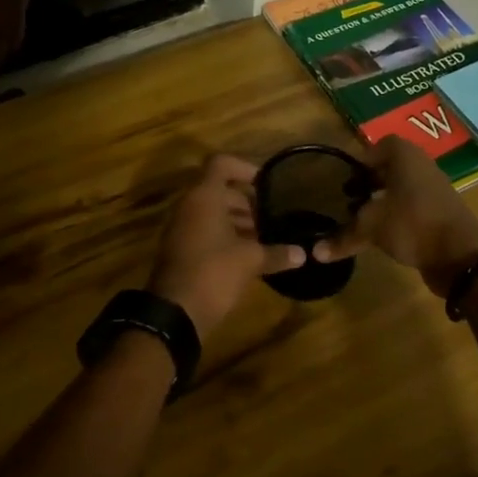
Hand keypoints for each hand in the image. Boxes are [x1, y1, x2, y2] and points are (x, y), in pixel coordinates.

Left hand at [148, 155, 306, 336]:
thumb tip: (303, 254)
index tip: (266, 184)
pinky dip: (225, 235)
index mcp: (204, 197)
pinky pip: (205, 230)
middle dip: (246, 201)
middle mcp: (189, 206)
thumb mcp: (250, 261)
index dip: (245, 167)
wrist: (174, 313)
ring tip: (264, 237)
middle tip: (271, 217)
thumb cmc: (213, 273)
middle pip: (219, 190)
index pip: (221, 163)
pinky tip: (248, 255)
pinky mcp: (180, 249)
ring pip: (212, 212)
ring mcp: (181, 228)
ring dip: (237, 220)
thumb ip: (276, 253)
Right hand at [313, 136, 477, 295]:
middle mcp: (422, 167)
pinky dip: (398, 216)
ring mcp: (435, 191)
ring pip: (403, 188)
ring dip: (384, 200)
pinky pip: (413, 207)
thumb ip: (343, 236)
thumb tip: (315, 252)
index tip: (347, 178)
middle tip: (350, 198)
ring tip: (363, 218)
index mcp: (406, 157)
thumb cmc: (412, 224)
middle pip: (392, 167)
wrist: (461, 255)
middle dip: (371, 181)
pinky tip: (384, 235)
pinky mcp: (441, 214)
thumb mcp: (372, 227)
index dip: (363, 159)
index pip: (382, 145)